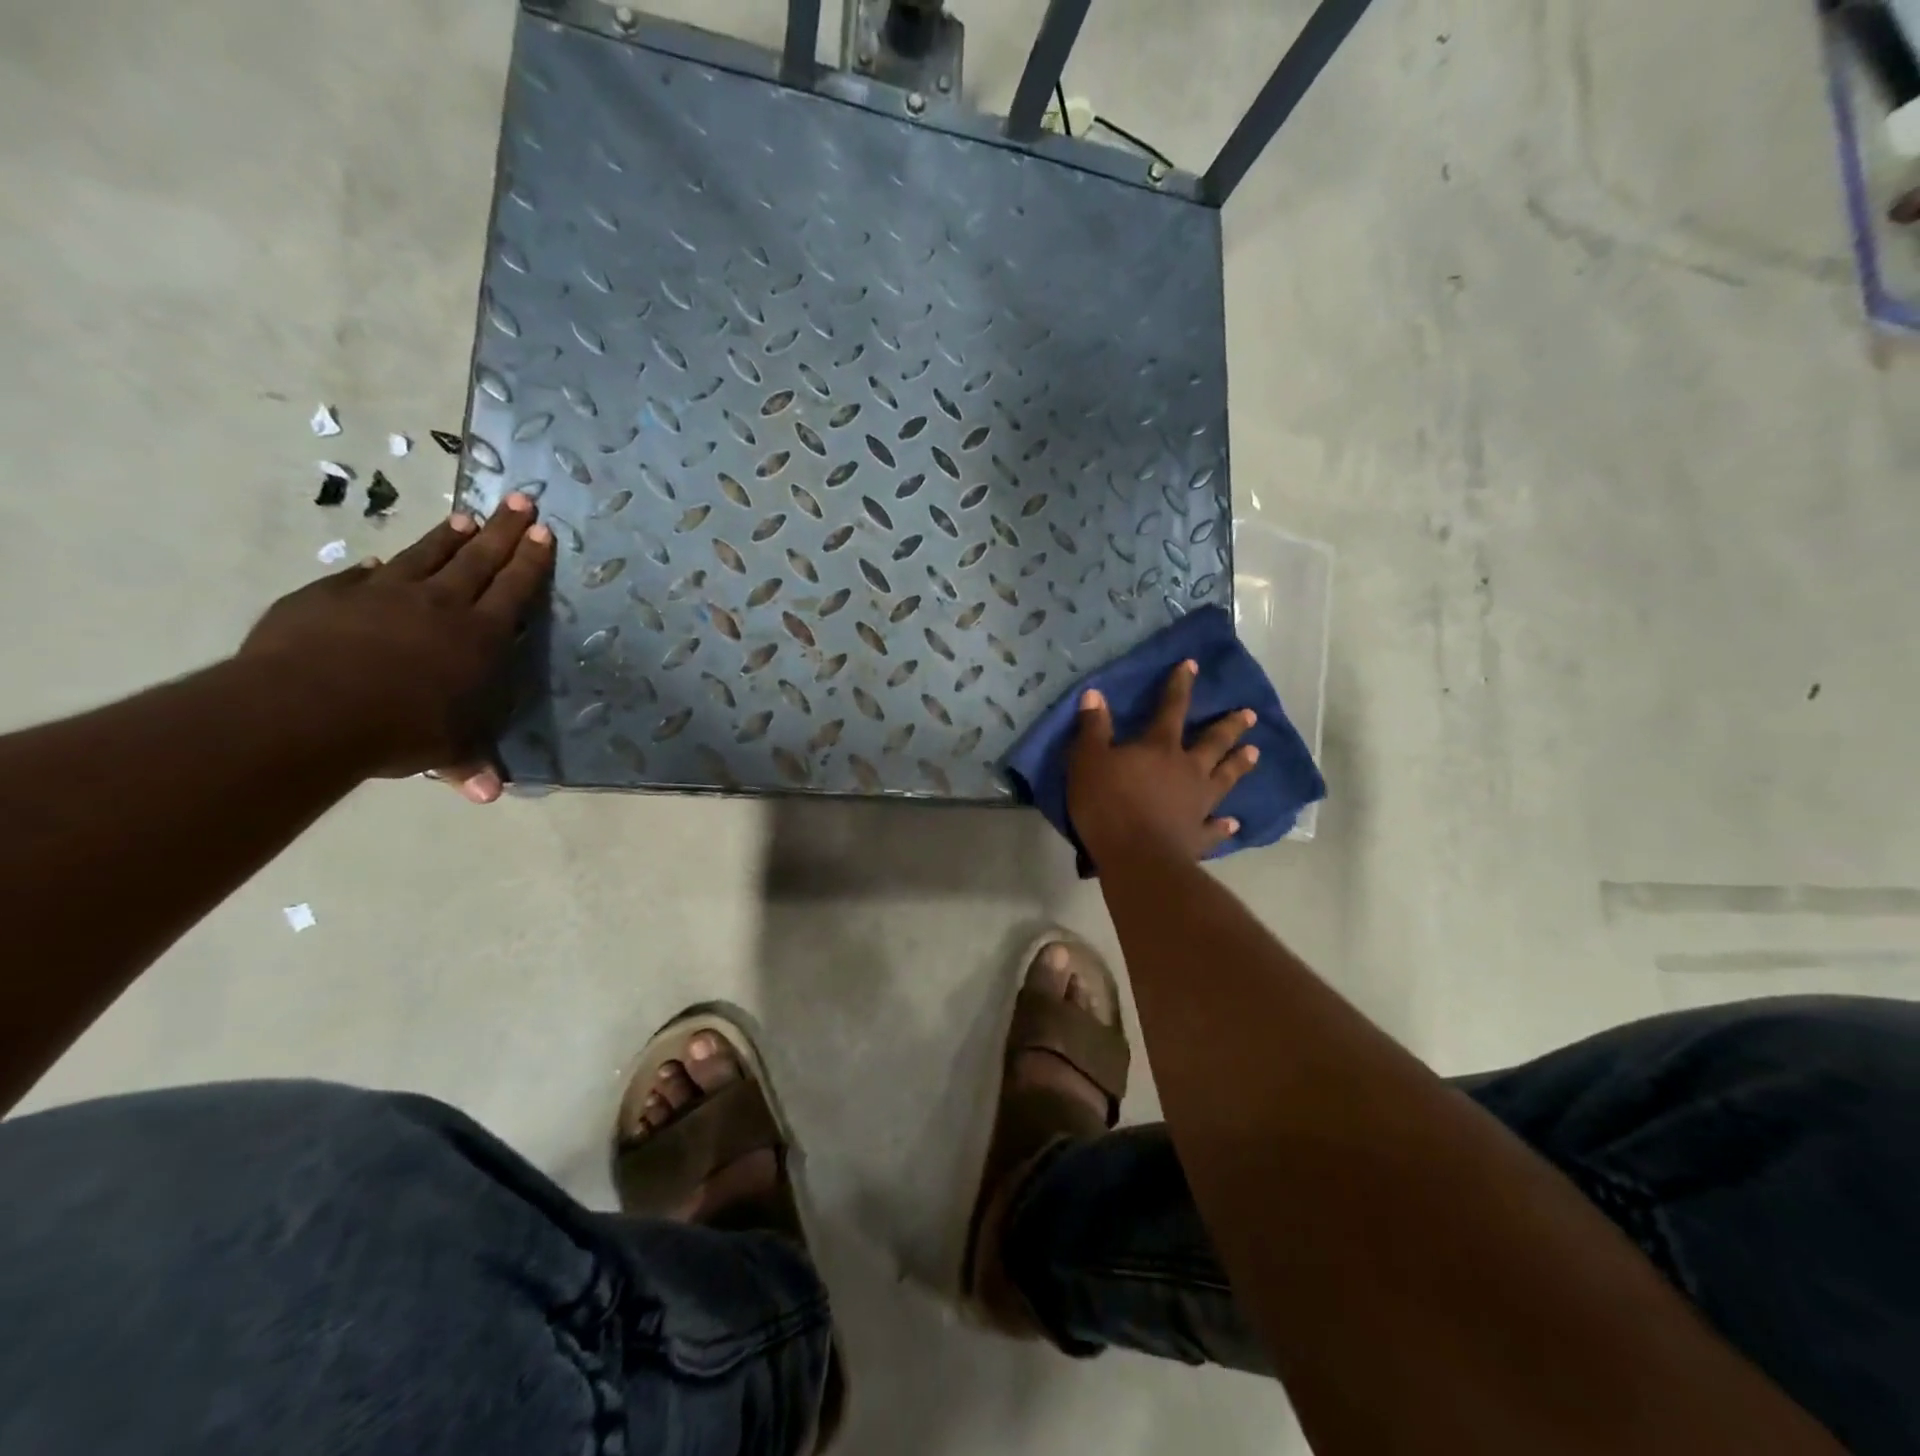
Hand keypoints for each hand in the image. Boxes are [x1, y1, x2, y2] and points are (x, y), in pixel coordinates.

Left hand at [239, 493, 553, 801]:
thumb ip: (467, 764)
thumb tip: (488, 796)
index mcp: (478, 637)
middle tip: (520, 499)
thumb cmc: (398, 730)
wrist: (306, 710)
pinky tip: (383, 561)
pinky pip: (364, 576)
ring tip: (466, 516)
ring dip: (450, 537)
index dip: (530, 560)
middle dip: (503, 529)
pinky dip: (380, 567)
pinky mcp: (331, 595)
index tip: (542, 531)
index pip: (513, 589)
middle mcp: (439, 605)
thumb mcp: (444, 752)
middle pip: (479, 558)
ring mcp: (383, 594)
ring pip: (427, 555)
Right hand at [1066, 659, 1260, 863]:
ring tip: (1255, 753)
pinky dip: (1224, 825)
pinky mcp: (1198, 835)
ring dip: (1238, 765)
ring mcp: (1198, 804)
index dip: (1180, 685)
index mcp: (1160, 748)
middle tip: (1249, 714)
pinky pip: (1215, 827)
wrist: (1137, 857)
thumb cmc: (1108, 805)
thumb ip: (1093, 728)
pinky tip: (1233, 823)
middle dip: (1230, 726)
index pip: (1171, 708)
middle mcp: (1187, 770)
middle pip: (1213, 742)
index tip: (1192, 665)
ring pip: (1224, 778)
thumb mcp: (1088, 761)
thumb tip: (1095, 694)